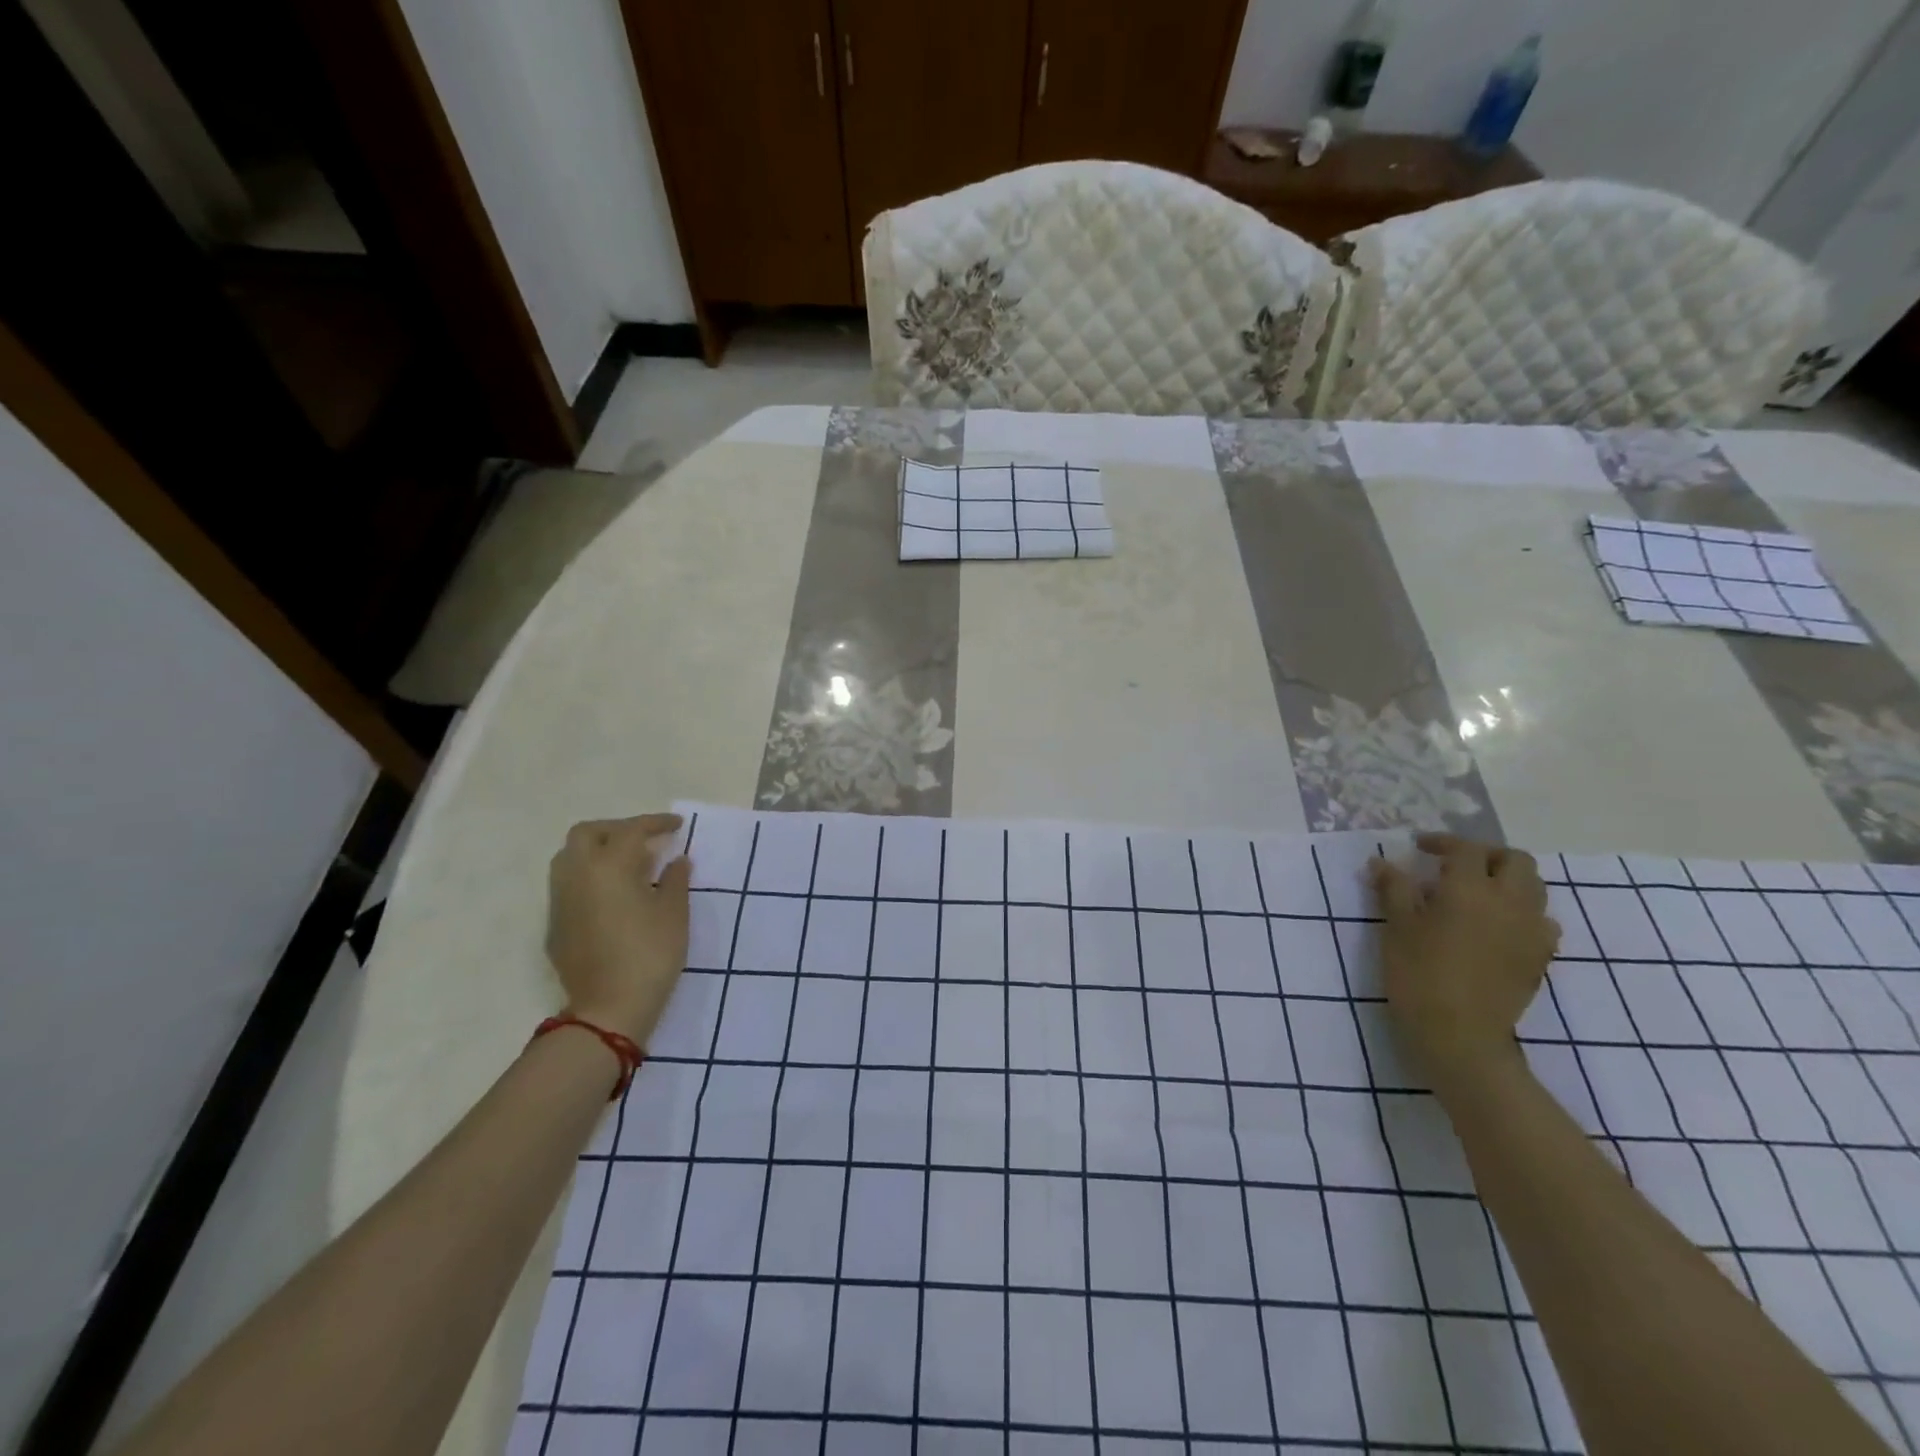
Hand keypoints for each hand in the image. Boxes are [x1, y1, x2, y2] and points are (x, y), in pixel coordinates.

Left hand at [546, 813, 691, 1044]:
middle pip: (587, 834)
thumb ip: (675, 879)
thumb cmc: (650, 954)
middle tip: (646, 840)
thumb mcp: (674, 913)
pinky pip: (569, 886)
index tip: (677, 825)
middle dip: (617, 830)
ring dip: (598, 851)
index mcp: (608, 866)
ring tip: (630, 866)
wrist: (608, 1009)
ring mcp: (560, 901)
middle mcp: (576, 875)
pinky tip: (615, 896)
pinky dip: (591, 877)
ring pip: (570, 858)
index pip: (630, 830)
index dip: (655, 823)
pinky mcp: (556, 925)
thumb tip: (676, 860)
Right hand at [1370, 834, 1559, 1087]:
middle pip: (1514, 861)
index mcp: (1471, 888)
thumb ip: (1393, 889)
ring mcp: (1532, 931)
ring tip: (1477, 894)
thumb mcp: (1396, 927)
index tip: (1419, 848)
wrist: (1459, 1035)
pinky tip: (1498, 927)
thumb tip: (1381, 862)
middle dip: (1486, 856)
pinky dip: (1523, 913)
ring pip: (1534, 888)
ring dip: (1508, 881)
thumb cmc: (1418, 973)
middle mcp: (1510, 901)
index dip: (1442, 842)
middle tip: (1455, 866)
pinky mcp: (1540, 958)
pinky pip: (1542, 922)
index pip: (1465, 849)